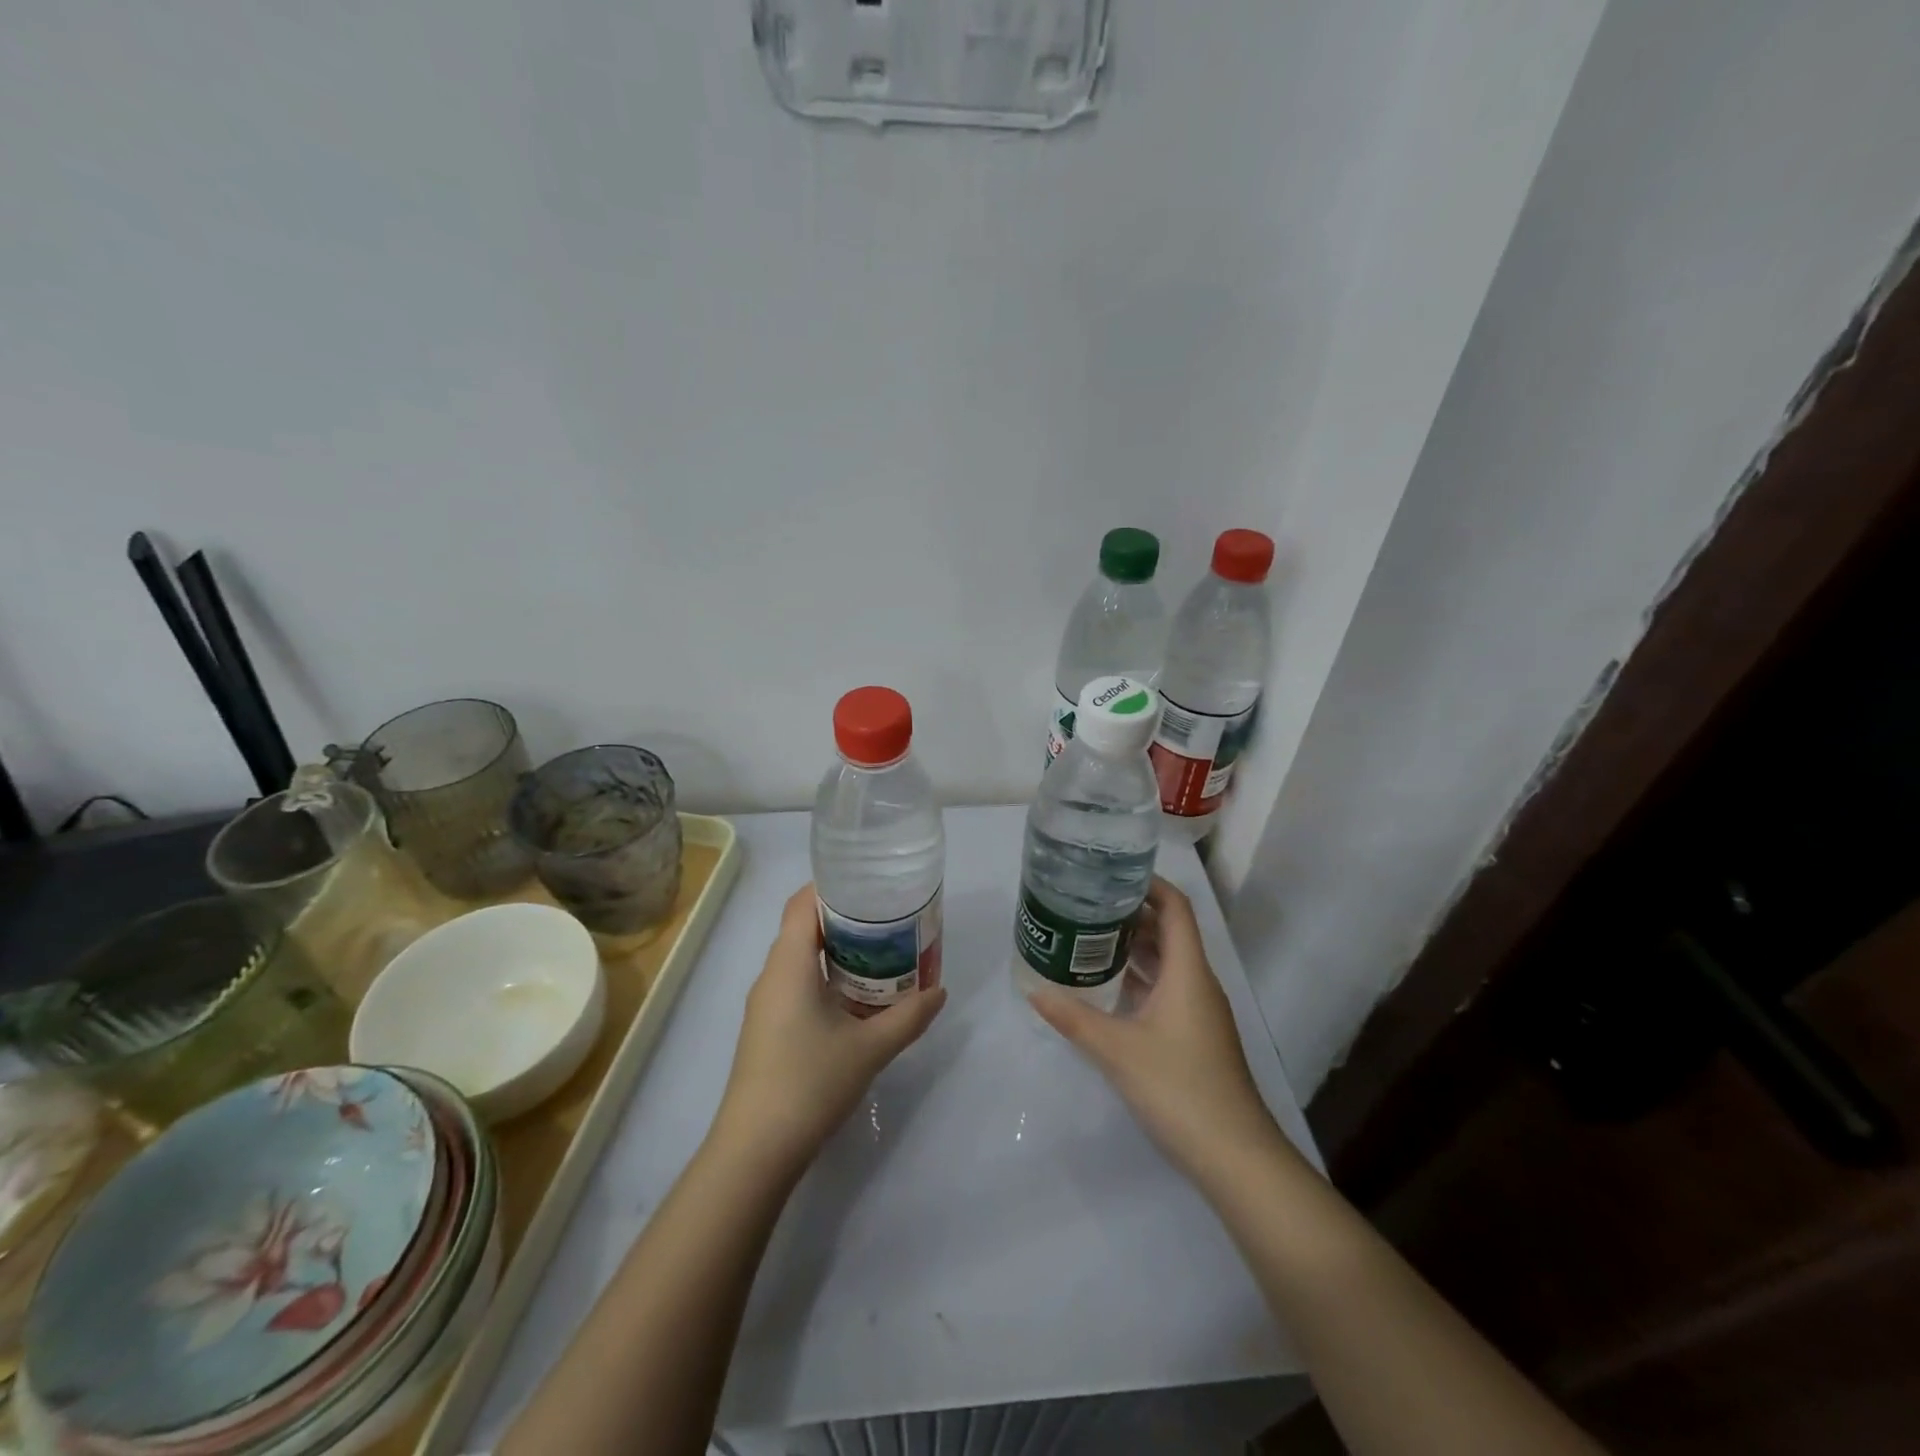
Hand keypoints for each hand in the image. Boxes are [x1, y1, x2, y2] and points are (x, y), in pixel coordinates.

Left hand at [712, 885, 945, 1176]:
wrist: (756, 1150)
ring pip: (802, 959)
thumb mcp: (870, 1048)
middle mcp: (772, 975)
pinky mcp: (768, 1029)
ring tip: (883, 952)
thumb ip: (909, 1016)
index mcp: (789, 964)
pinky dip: (828, 978)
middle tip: (890, 918)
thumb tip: (940, 991)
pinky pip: (799, 984)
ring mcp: (767, 1004)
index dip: (833, 886)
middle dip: (846, 918)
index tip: (871, 885)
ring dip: (838, 951)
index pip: (803, 903)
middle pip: (804, 927)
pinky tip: (859, 998)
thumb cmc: (810, 1082)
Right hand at [1030, 879, 1289, 1181]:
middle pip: (1169, 931)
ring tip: (1090, 936)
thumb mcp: (1118, 1050)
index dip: (1149, 884)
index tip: (1111, 873)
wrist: (1235, 1156)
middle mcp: (1197, 983)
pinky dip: (1140, 978)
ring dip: (1135, 946)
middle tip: (1086, 903)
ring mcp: (1199, 1011)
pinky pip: (1166, 989)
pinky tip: (1108, 987)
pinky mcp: (1194, 1035)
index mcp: (1188, 972)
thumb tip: (1034, 991)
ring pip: (1167, 962)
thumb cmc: (1180, 1089)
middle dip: (1131, 913)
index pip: (1175, 908)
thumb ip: (1074, 1018)